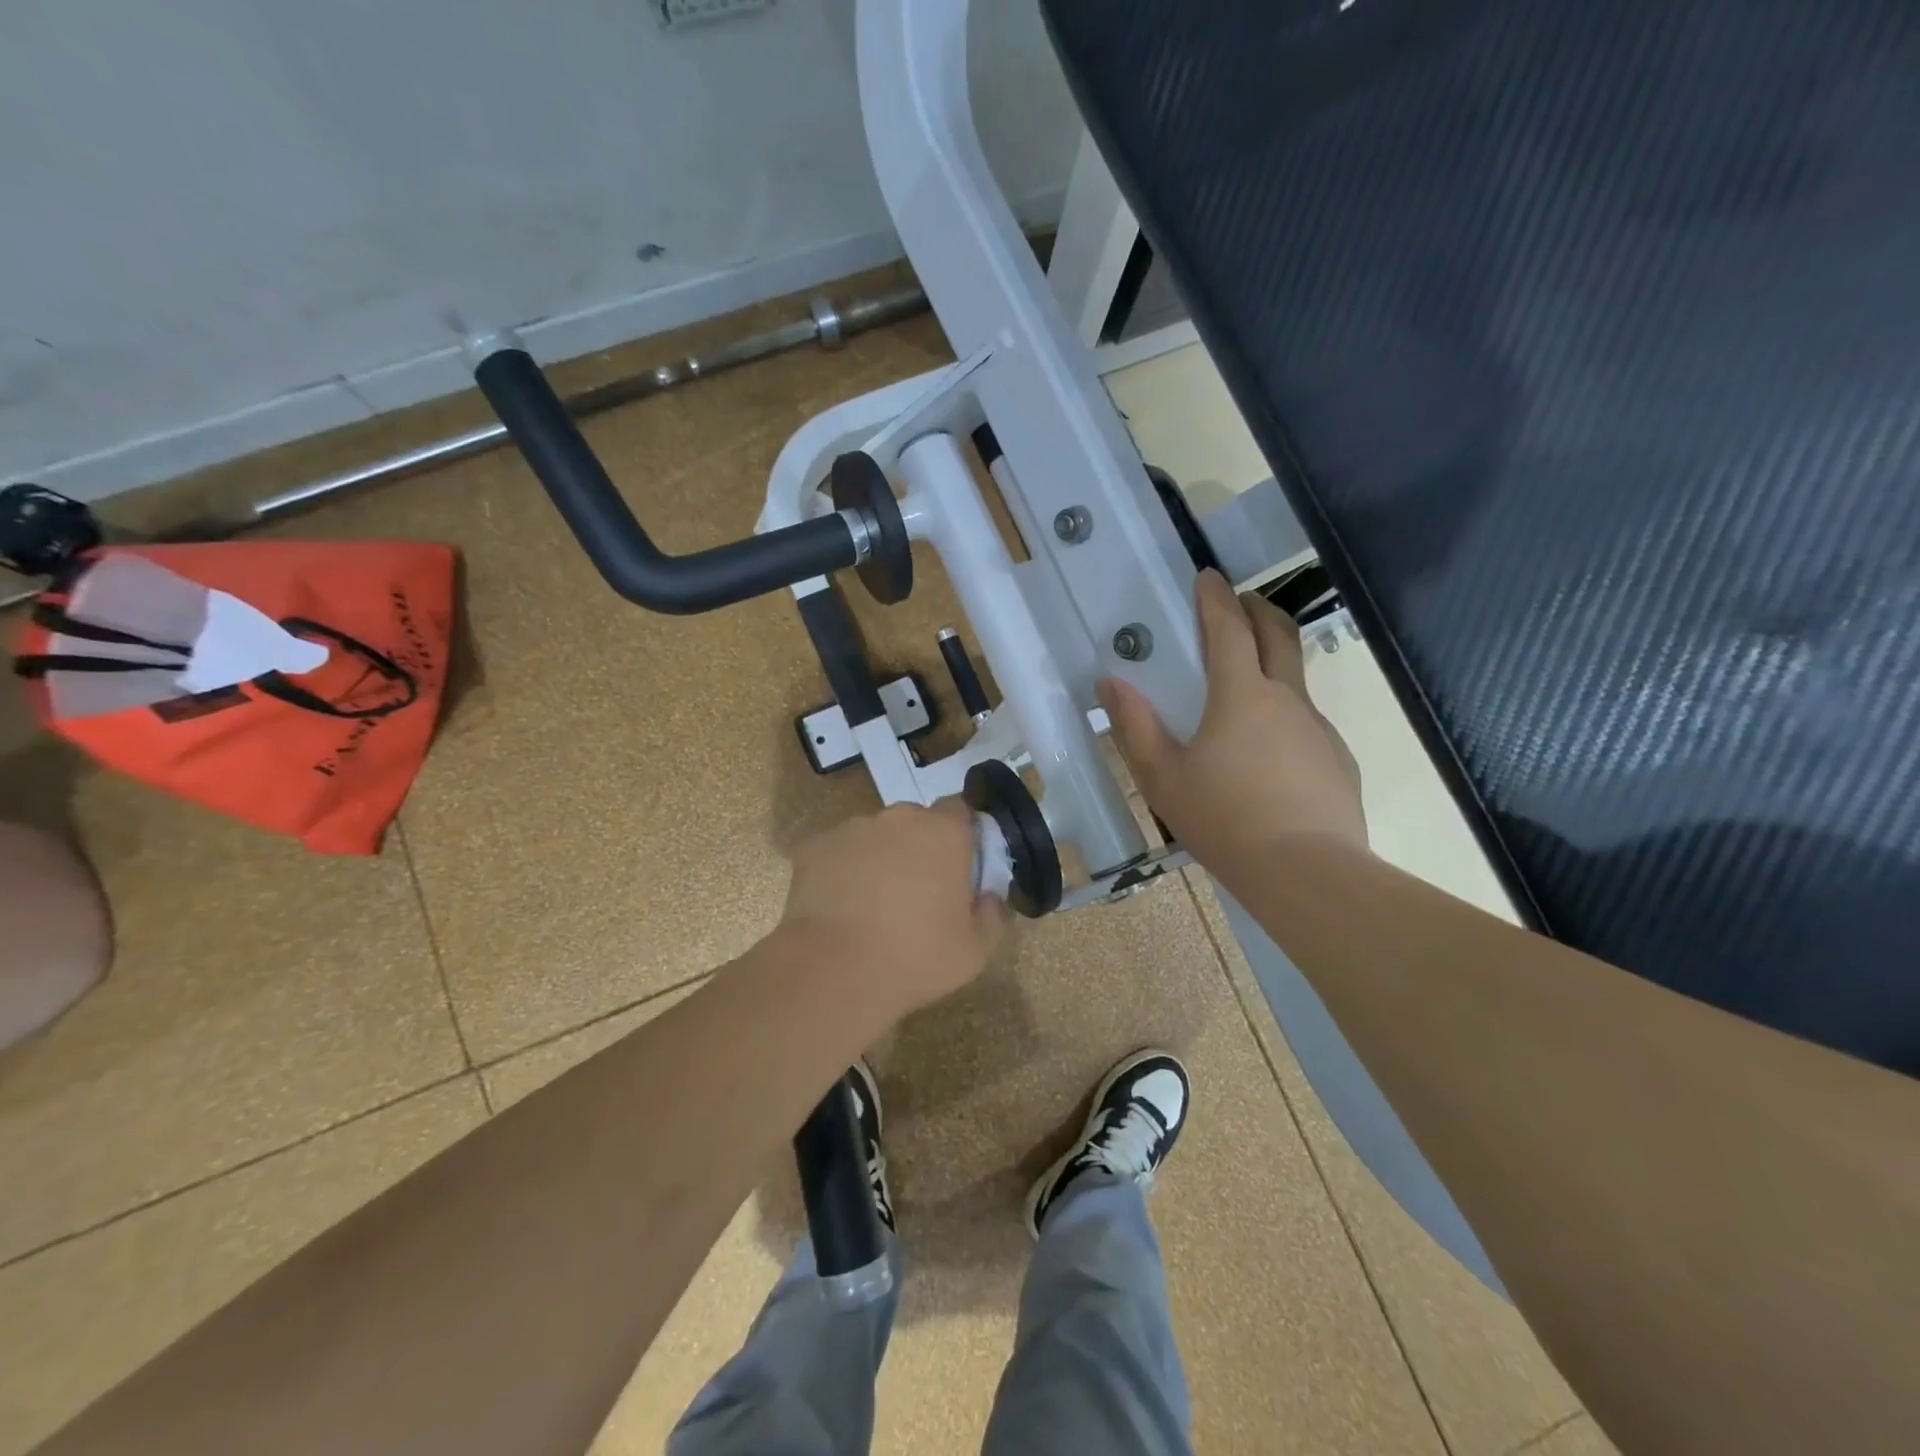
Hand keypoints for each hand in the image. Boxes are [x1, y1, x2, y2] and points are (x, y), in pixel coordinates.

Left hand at [777, 799, 1006, 1022]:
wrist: (834, 971)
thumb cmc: (915, 957)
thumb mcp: (975, 950)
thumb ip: (993, 915)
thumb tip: (990, 897)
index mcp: (944, 832)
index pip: (959, 809)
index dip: (960, 834)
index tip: (958, 865)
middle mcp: (899, 818)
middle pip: (916, 821)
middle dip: (919, 846)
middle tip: (917, 891)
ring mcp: (853, 828)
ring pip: (875, 834)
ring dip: (880, 856)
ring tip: (872, 903)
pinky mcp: (815, 845)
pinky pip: (838, 850)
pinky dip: (842, 869)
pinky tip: (839, 905)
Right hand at [1099, 569, 1366, 871]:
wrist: (1307, 874)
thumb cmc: (1224, 820)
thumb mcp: (1163, 777)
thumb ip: (1136, 726)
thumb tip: (1111, 683)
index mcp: (1241, 695)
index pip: (1228, 629)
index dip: (1215, 598)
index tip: (1208, 576)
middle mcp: (1286, 699)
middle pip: (1278, 634)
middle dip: (1257, 608)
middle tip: (1239, 602)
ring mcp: (1318, 728)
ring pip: (1296, 678)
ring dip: (1273, 661)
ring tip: (1246, 684)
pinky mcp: (1337, 760)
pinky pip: (1307, 723)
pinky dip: (1285, 715)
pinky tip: (1268, 754)